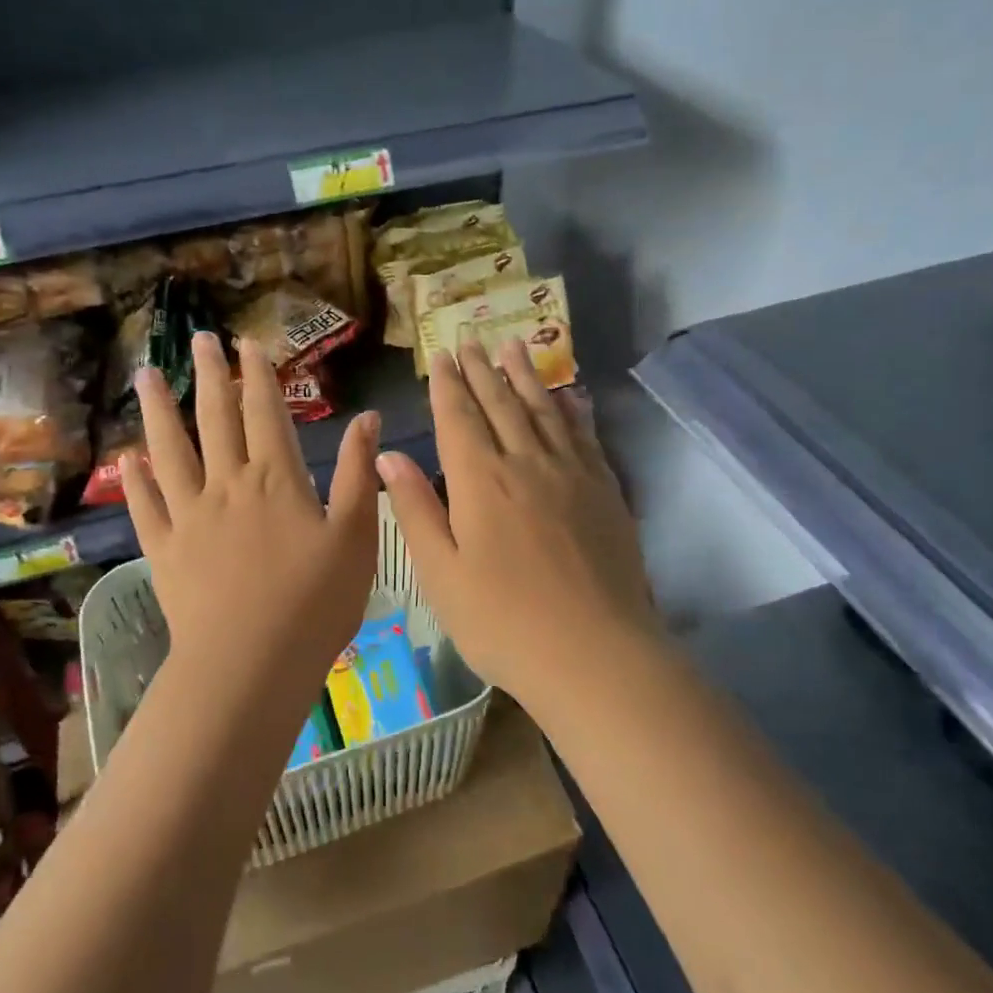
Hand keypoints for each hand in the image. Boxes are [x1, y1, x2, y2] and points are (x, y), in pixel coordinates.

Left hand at [121, 331, 378, 689]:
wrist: (252, 663)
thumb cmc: (316, 602)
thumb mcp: (356, 536)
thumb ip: (360, 474)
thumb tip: (367, 418)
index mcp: (276, 478)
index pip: (265, 412)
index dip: (258, 375)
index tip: (248, 343)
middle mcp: (228, 484)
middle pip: (215, 418)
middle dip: (208, 375)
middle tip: (198, 339)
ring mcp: (190, 516)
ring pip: (170, 451)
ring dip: (157, 411)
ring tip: (144, 375)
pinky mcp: (165, 549)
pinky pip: (147, 506)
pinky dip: (136, 480)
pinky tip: (127, 459)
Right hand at [378, 338, 660, 709]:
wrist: (595, 653)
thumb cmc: (503, 622)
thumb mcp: (441, 574)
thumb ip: (416, 510)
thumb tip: (388, 456)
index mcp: (480, 481)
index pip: (458, 417)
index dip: (448, 384)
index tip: (442, 354)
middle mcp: (526, 463)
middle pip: (500, 403)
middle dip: (482, 370)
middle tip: (471, 339)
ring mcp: (571, 474)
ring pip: (544, 410)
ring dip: (525, 376)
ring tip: (513, 348)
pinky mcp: (605, 491)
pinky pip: (584, 436)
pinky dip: (572, 410)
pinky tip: (569, 396)